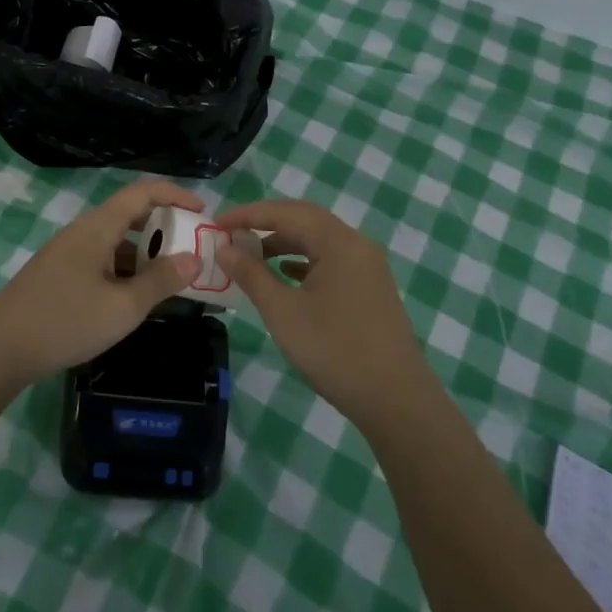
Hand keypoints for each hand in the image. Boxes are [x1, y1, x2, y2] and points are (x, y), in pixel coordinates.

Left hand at [0, 180, 203, 386]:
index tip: (202, 212)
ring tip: (169, 279)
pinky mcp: (58, 275)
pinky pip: (101, 260)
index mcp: (98, 228)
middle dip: (164, 228)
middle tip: (191, 250)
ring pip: (115, 241)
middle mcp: (82, 232)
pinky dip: (124, 270)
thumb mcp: (122, 307)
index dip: (175, 195)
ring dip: (144, 253)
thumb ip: (160, 281)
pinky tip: (133, 298)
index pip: (142, 192)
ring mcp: (67, 253)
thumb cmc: (65, 322)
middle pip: (129, 214)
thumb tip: (194, 259)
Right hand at [217, 199, 431, 429]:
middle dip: (266, 223)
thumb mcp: (283, 312)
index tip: (216, 223)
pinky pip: (331, 259)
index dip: (248, 214)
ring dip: (284, 243)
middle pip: (304, 219)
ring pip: (318, 240)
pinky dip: (303, 260)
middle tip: (231, 234)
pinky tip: (286, 275)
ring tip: (251, 256)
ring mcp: (367, 265)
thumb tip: (225, 248)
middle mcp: (356, 244)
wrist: (395, 399)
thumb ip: (252, 275)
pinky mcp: (370, 287)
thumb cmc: (334, 351)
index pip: (285, 213)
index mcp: (338, 242)